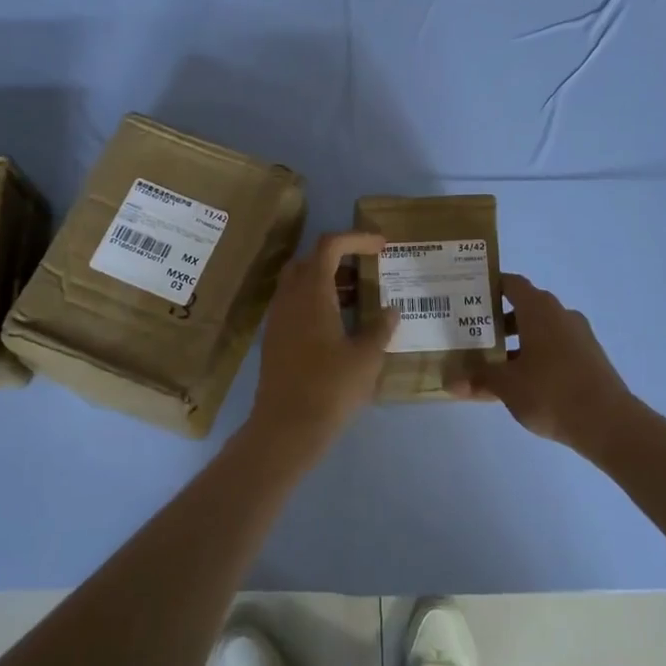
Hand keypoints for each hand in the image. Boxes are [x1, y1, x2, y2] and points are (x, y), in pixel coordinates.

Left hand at [248, 231, 397, 453]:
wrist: (286, 427)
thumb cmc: (330, 387)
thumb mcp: (367, 357)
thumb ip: (380, 327)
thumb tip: (390, 311)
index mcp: (311, 292)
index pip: (329, 246)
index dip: (356, 239)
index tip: (381, 246)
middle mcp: (289, 298)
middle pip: (310, 260)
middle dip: (339, 257)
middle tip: (367, 270)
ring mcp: (278, 318)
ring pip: (300, 283)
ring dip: (328, 281)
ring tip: (359, 298)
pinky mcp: (274, 338)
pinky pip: (295, 304)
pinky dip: (317, 301)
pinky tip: (340, 325)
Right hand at [449, 273, 636, 451]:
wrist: (609, 423)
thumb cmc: (551, 392)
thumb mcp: (507, 385)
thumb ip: (478, 378)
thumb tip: (450, 381)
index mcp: (539, 310)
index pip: (511, 284)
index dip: (489, 286)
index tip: (468, 297)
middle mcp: (560, 315)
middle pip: (525, 307)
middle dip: (498, 320)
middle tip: (472, 334)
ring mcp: (579, 336)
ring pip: (540, 330)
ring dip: (517, 341)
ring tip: (492, 363)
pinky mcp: (589, 358)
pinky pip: (555, 347)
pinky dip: (535, 355)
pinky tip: (521, 381)